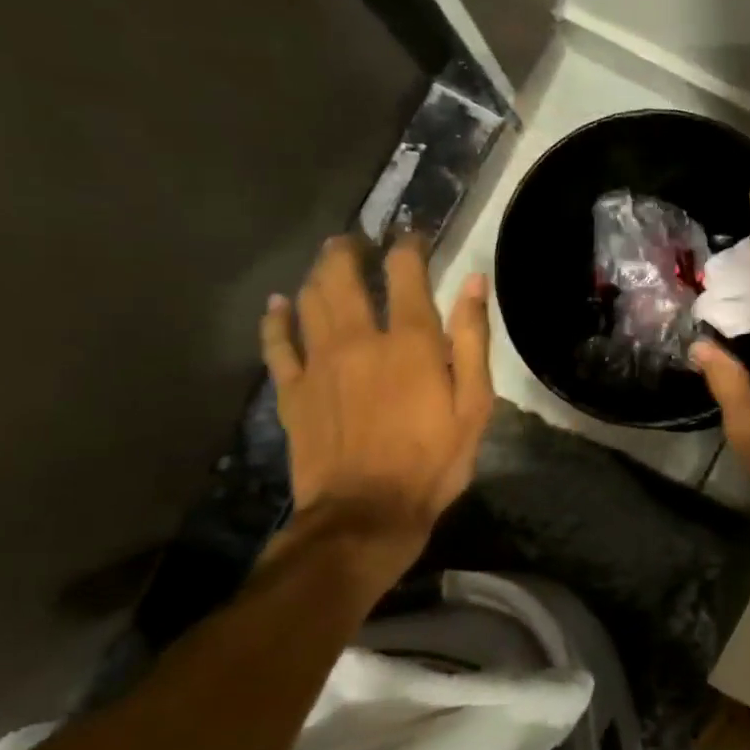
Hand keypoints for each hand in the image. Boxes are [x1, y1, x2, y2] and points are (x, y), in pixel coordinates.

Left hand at [261, 235, 493, 556]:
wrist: (367, 512)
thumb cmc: (434, 460)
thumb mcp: (474, 404)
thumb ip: (473, 340)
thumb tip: (472, 282)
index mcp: (411, 342)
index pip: (405, 273)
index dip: (409, 246)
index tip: (413, 236)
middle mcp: (360, 339)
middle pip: (344, 276)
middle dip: (349, 250)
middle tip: (356, 239)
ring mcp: (319, 363)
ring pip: (309, 301)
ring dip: (317, 274)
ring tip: (326, 262)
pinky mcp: (292, 391)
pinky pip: (277, 343)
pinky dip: (275, 319)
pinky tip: (277, 305)